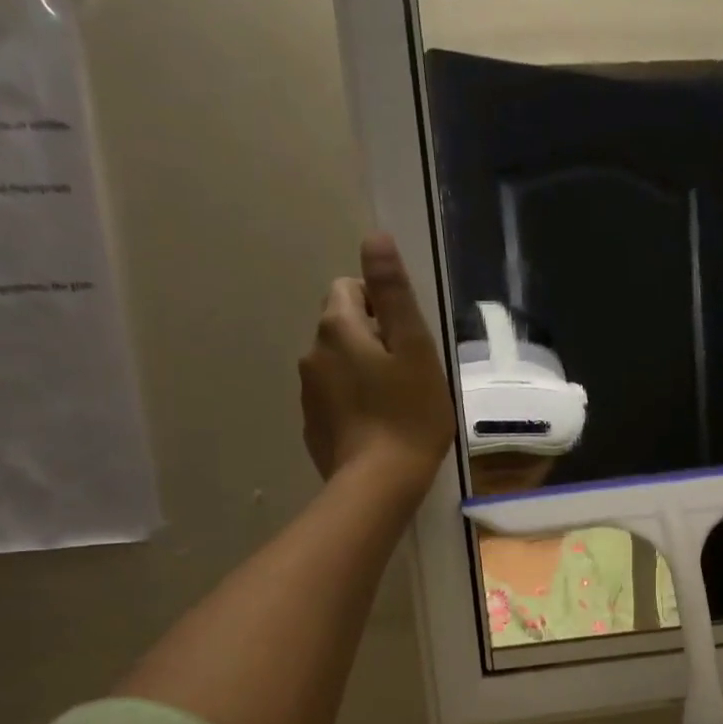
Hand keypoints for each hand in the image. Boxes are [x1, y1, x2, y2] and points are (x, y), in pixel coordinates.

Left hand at [300, 234, 454, 496]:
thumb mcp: (415, 349)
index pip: (350, 289)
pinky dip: (352, 404)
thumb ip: (393, 293)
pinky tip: (377, 429)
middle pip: (342, 328)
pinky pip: (333, 400)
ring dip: (361, 373)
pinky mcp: (312, 426)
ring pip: (336, 365)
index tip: (407, 341)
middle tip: (407, 376)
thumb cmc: (409, 415)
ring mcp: (308, 393)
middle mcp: (312, 352)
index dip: (382, 307)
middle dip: (371, 340)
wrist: (379, 485)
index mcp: (338, 328)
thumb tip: (374, 238)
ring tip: (394, 406)